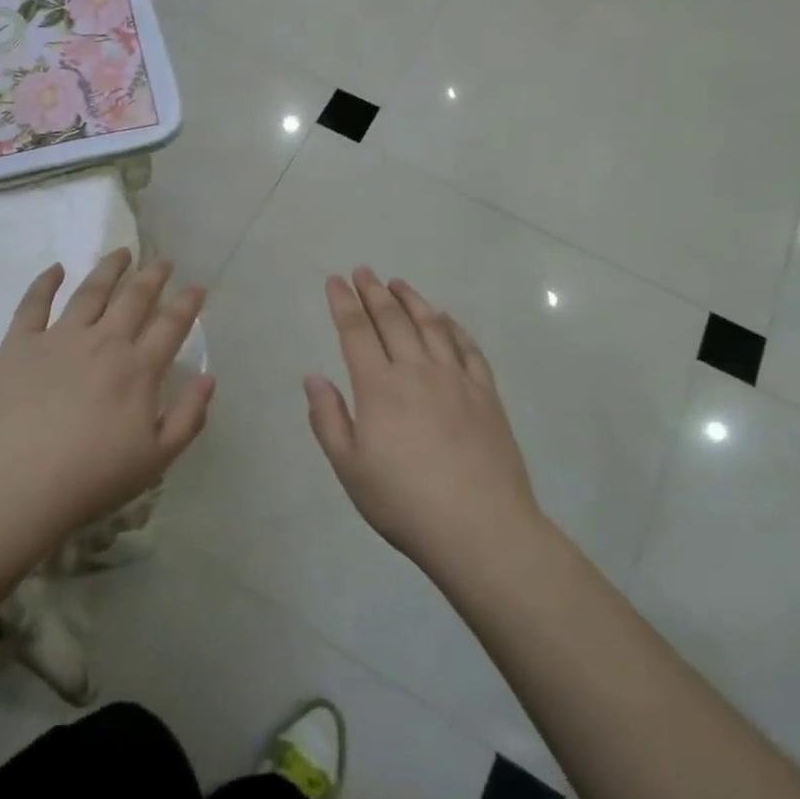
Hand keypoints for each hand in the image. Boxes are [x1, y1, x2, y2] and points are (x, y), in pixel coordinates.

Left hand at [0, 250, 213, 549]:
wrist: (14, 488)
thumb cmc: (90, 479)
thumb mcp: (156, 460)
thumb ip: (189, 416)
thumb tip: (209, 377)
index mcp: (138, 369)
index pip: (171, 325)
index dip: (188, 303)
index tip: (197, 287)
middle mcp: (103, 342)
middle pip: (134, 298)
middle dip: (153, 276)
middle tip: (163, 261)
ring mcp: (59, 338)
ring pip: (90, 291)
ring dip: (109, 268)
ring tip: (121, 252)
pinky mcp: (19, 344)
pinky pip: (34, 303)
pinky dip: (46, 281)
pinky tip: (56, 268)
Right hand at [305, 268, 541, 576]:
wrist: (481, 528)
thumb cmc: (404, 502)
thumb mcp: (350, 468)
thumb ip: (328, 419)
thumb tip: (313, 376)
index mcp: (379, 388)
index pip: (356, 332)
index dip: (343, 303)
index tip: (335, 280)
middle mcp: (417, 371)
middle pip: (392, 319)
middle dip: (373, 291)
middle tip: (363, 271)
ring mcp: (456, 379)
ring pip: (431, 325)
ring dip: (412, 299)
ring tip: (398, 283)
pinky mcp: (486, 394)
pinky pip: (468, 348)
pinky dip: (453, 327)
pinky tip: (446, 319)